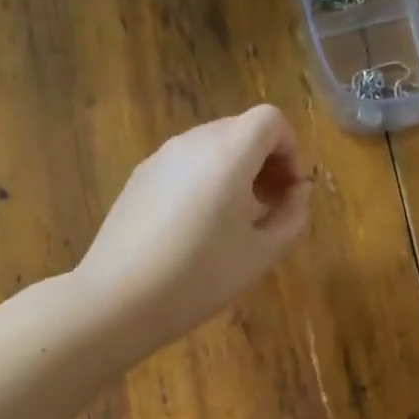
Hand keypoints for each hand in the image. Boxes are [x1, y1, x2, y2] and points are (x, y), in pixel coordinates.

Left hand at [75, 105, 310, 353]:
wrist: (119, 298)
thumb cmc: (200, 278)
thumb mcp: (261, 254)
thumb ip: (292, 216)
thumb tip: (299, 192)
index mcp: (228, 153)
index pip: (270, 120)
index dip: (290, 149)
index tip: (290, 191)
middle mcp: (192, 142)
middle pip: (240, 130)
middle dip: (265, 161)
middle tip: (270, 209)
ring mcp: (160, 158)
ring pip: (211, 147)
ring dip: (235, 172)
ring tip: (234, 222)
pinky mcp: (139, 178)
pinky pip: (184, 165)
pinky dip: (204, 181)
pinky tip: (197, 229)